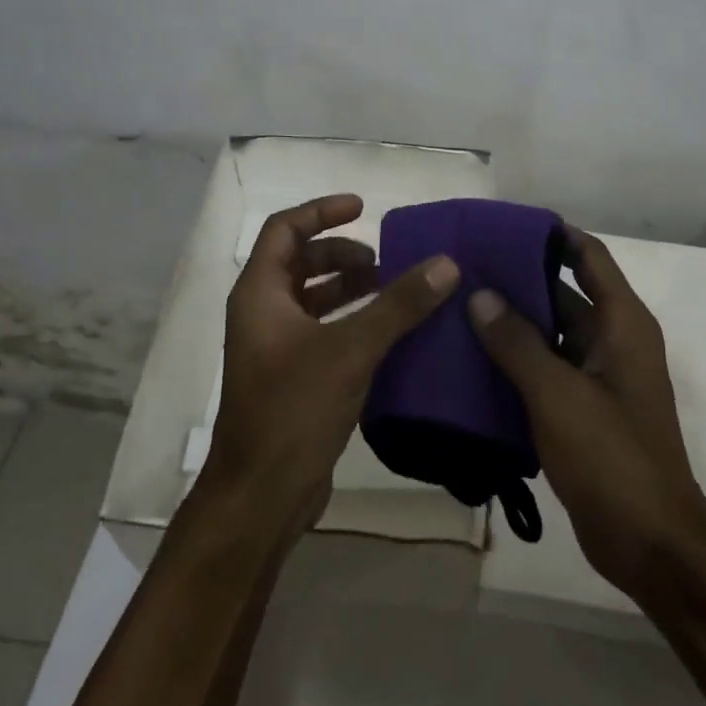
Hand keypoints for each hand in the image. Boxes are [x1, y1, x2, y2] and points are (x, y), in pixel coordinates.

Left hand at [205, 193, 458, 535]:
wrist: (261, 497)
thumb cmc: (294, 410)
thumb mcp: (351, 349)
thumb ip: (398, 304)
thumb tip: (446, 263)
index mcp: (260, 294)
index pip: (285, 229)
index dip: (322, 211)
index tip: (363, 208)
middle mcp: (262, 314)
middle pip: (300, 262)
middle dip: (343, 254)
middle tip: (386, 263)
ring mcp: (275, 348)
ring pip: (313, 298)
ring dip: (351, 288)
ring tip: (394, 291)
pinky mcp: (292, 378)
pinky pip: (323, 331)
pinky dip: (353, 321)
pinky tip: (389, 333)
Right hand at [469, 228, 705, 598]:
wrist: (651, 545)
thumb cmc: (612, 458)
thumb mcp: (558, 395)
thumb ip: (516, 342)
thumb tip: (479, 295)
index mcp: (621, 323)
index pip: (588, 256)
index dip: (552, 234)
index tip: (504, 225)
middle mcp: (613, 341)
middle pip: (563, 292)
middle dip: (518, 279)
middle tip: (464, 267)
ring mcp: (598, 377)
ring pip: (550, 333)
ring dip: (512, 322)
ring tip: (458, 305)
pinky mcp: (583, 410)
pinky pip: (545, 369)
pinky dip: (515, 360)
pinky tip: (471, 359)